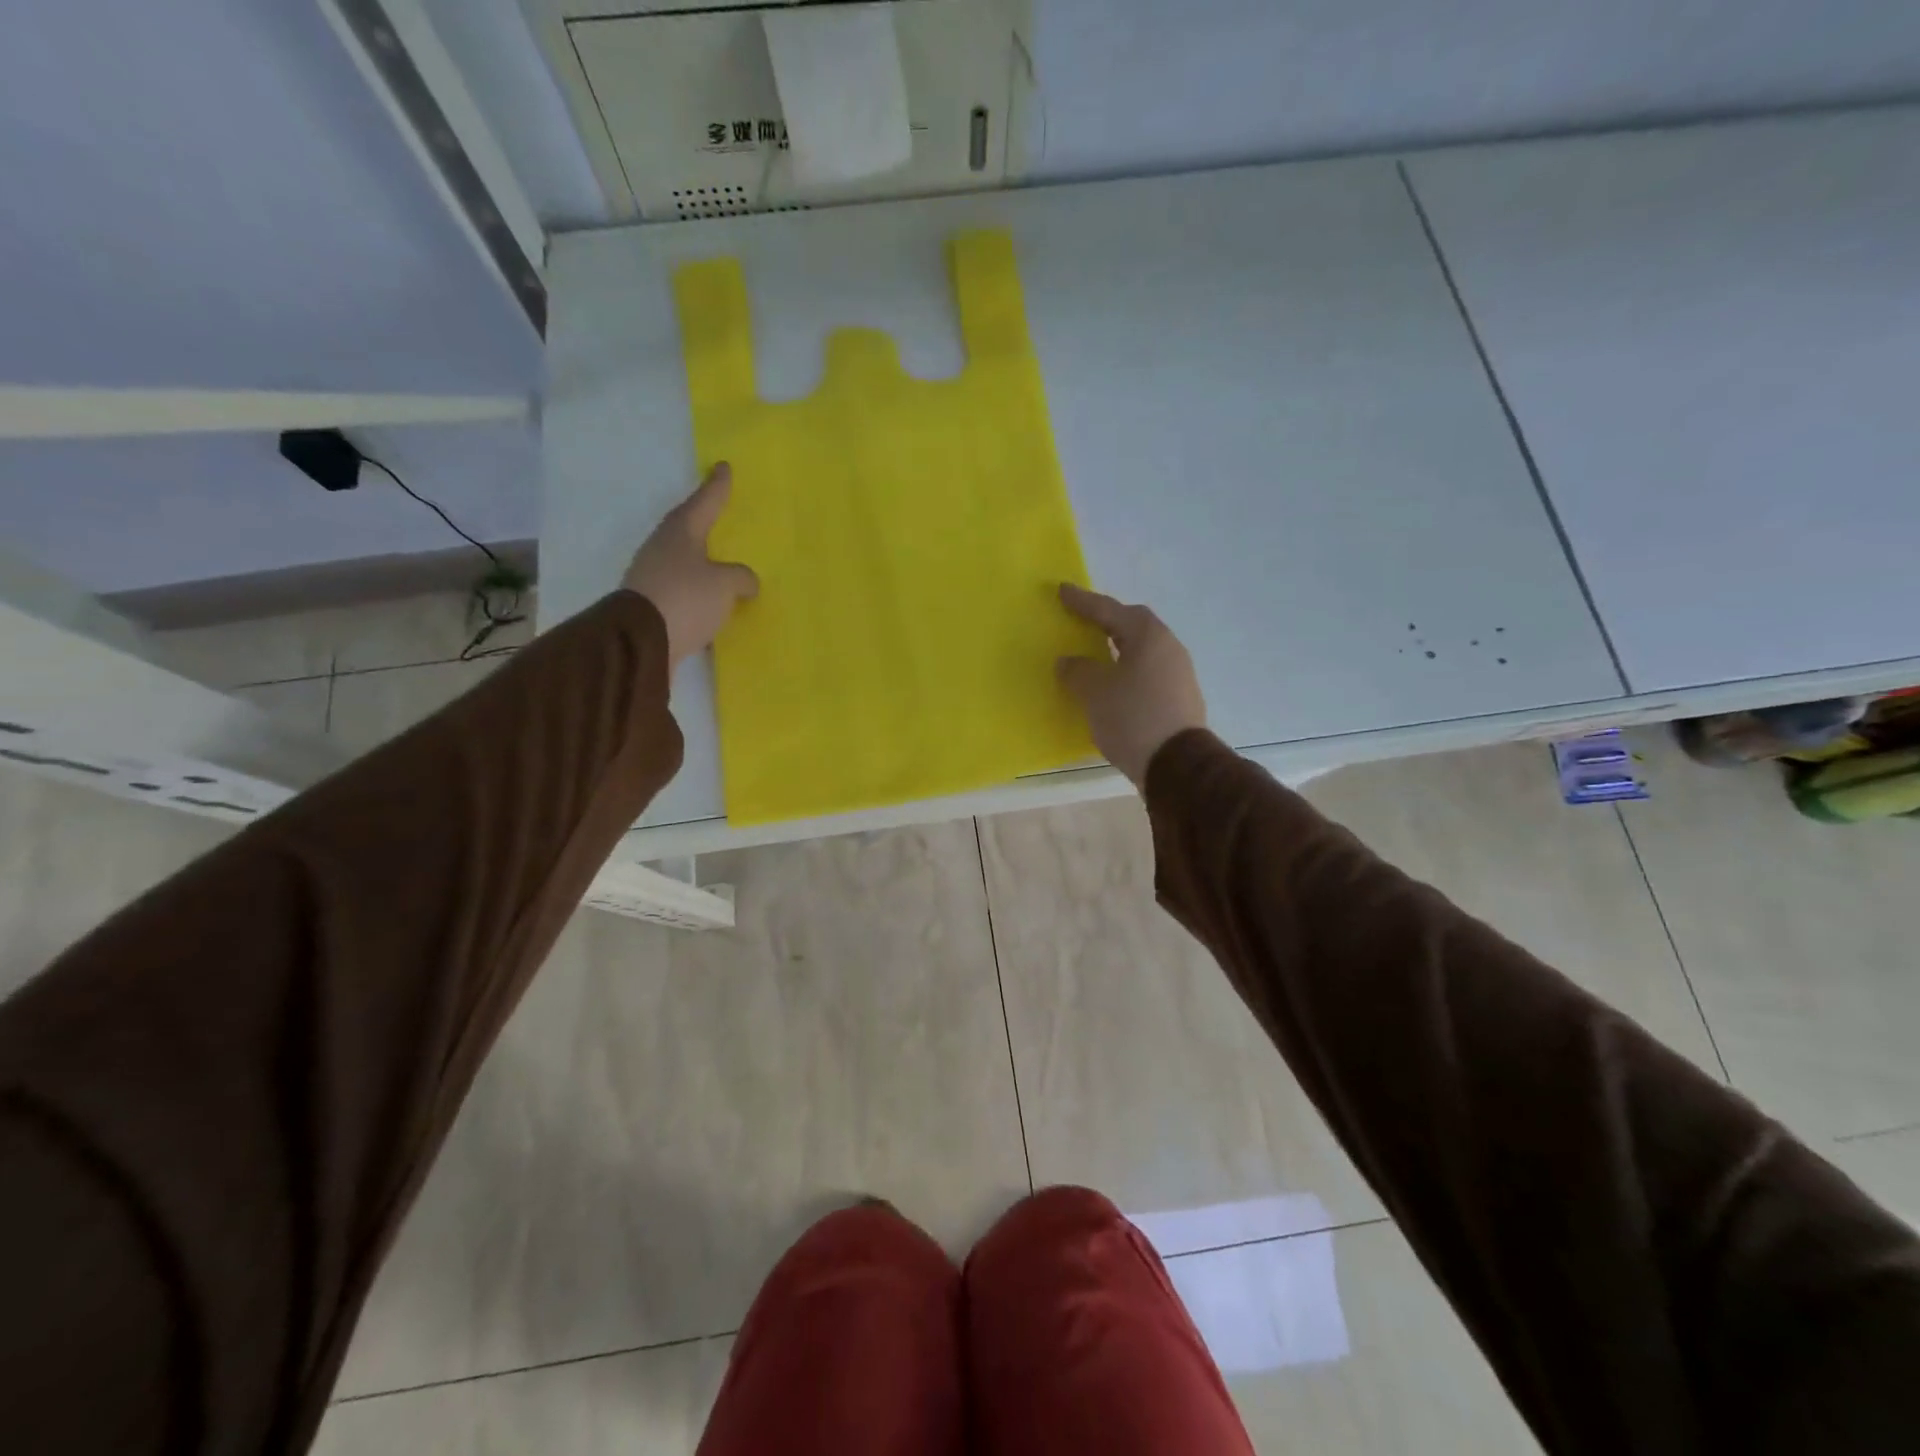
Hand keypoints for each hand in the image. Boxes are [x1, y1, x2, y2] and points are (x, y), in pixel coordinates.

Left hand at [622, 463, 759, 667]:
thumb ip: (740, 578)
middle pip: (686, 529)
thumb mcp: (724, 585)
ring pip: (682, 561)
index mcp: (680, 533)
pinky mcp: (651, 605)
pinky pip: (681, 590)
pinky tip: (709, 601)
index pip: (704, 503)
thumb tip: (746, 581)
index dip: (717, 487)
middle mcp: (662, 549)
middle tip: (718, 514)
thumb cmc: (685, 598)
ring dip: (700, 562)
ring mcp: (653, 577)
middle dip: (702, 522)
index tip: (723, 466)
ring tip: (719, 565)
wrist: (640, 641)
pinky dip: (696, 592)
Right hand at [1056, 583, 1207, 787]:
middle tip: (1083, 620)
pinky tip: (1113, 685)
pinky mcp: (1179, 699)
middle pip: (1133, 626)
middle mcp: (1169, 648)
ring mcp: (1178, 675)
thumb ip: (1077, 671)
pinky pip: (1147, 674)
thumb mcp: (1094, 692)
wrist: (1177, 766)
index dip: (1084, 602)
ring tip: (1095, 654)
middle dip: (1106, 622)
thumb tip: (1069, 661)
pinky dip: (1127, 673)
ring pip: (1142, 652)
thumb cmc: (1132, 718)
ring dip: (1118, 650)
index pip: (1110, 610)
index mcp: (1149, 637)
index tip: (1062, 591)